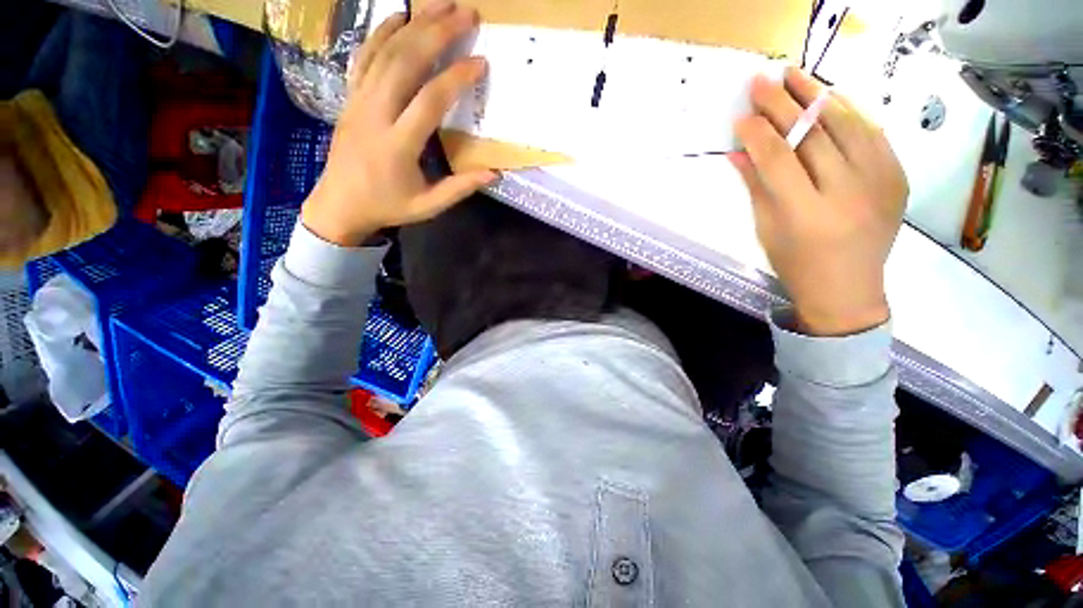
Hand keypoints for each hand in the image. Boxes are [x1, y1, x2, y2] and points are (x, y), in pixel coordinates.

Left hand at [302, 2, 496, 246]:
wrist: (339, 204)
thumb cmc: (388, 206)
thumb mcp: (428, 206)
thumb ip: (460, 188)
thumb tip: (494, 174)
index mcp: (398, 145)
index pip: (430, 100)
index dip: (456, 77)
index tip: (480, 62)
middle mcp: (376, 114)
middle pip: (406, 62)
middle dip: (437, 32)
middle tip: (466, 12)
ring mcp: (359, 101)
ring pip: (385, 51)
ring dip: (414, 24)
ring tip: (440, 5)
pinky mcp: (350, 97)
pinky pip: (364, 57)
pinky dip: (381, 33)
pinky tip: (398, 16)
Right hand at [733, 67, 907, 335]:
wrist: (848, 288)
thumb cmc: (797, 264)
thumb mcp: (767, 229)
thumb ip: (755, 186)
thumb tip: (737, 152)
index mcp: (806, 214)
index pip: (778, 159)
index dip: (757, 133)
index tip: (741, 115)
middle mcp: (847, 193)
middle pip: (813, 135)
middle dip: (783, 104)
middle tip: (762, 80)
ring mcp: (880, 182)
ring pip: (848, 125)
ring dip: (818, 95)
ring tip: (796, 75)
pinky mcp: (898, 177)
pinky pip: (873, 133)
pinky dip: (850, 111)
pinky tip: (830, 97)